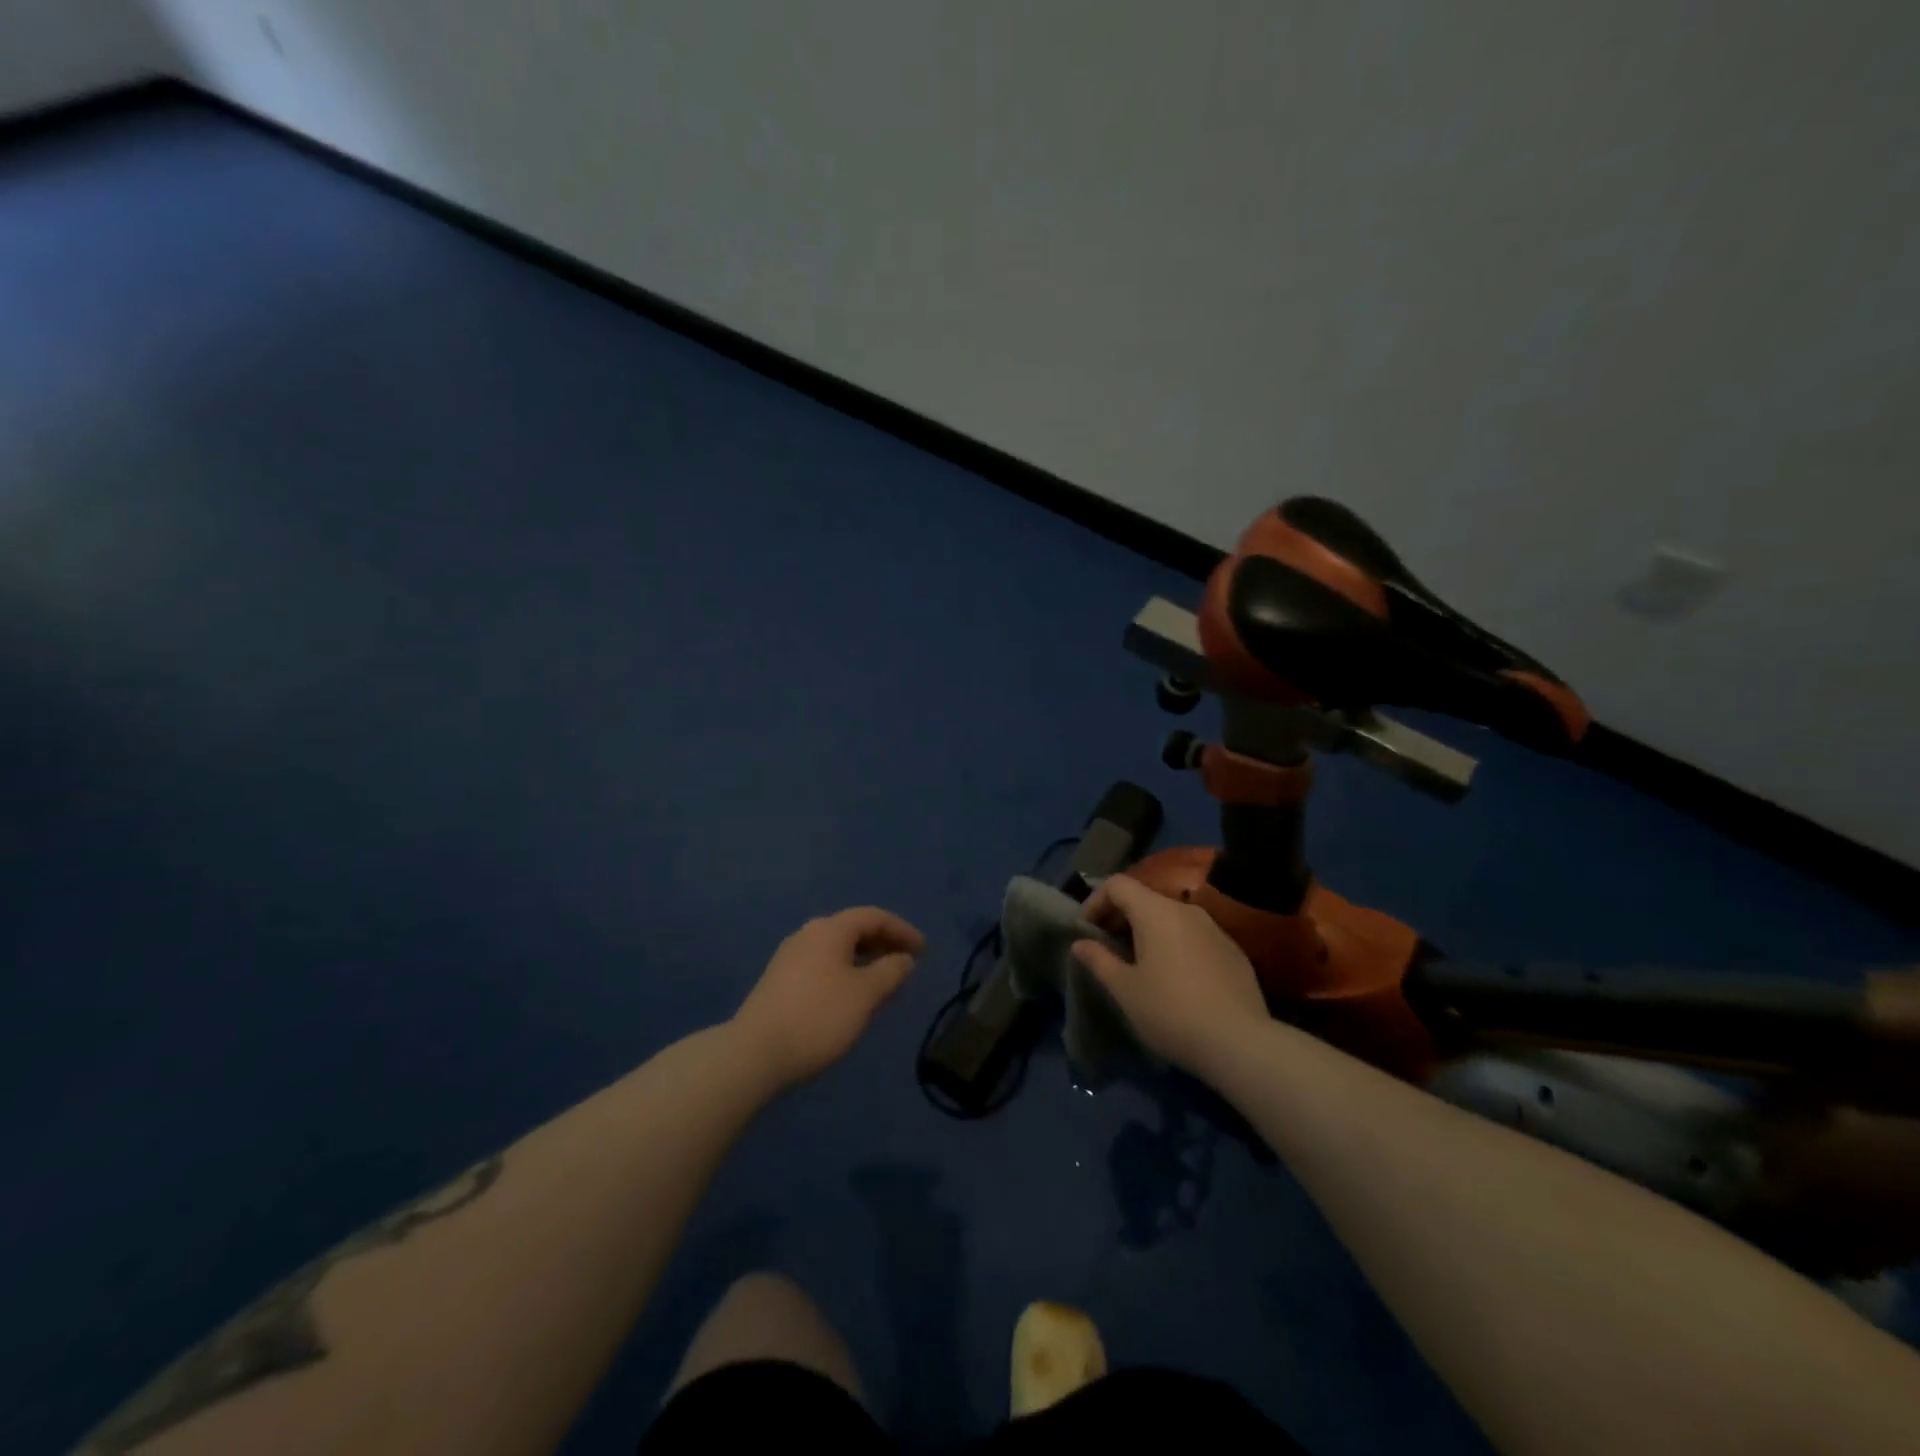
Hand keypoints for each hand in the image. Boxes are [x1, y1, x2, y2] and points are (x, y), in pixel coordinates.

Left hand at [732, 907, 924, 1089]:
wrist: (754, 1054)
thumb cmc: (819, 1017)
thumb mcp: (866, 994)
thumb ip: (890, 971)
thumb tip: (904, 958)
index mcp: (830, 929)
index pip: (874, 916)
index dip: (902, 930)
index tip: (924, 950)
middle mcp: (808, 934)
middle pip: (853, 928)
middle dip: (883, 942)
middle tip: (906, 963)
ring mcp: (790, 956)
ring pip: (836, 947)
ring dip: (864, 958)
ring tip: (883, 980)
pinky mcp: (779, 980)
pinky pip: (822, 963)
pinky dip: (845, 970)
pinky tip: (851, 995)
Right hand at [1071, 875, 1266, 1078]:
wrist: (1241, 1043)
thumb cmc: (1171, 1011)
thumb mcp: (1125, 989)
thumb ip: (1099, 960)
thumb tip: (1080, 943)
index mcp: (1156, 911)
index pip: (1117, 884)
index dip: (1095, 901)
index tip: (1085, 931)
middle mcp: (1186, 910)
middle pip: (1145, 898)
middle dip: (1120, 917)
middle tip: (1106, 948)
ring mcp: (1214, 929)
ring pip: (1171, 918)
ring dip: (1148, 932)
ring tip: (1138, 965)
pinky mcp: (1233, 952)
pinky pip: (1194, 937)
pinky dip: (1175, 945)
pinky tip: (1175, 979)